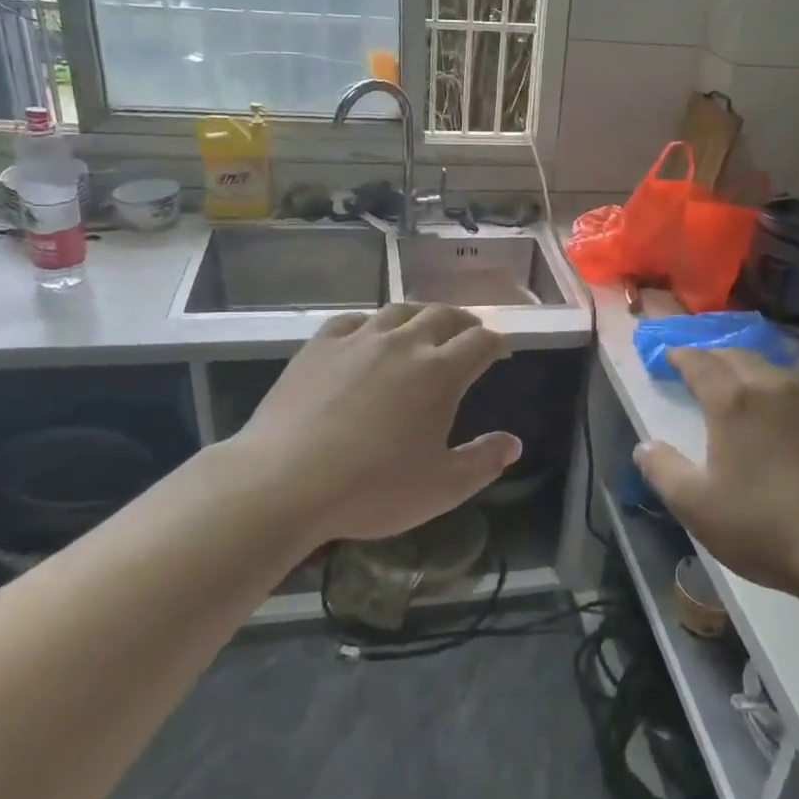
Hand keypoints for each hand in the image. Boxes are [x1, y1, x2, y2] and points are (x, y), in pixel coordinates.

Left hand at [220, 304, 520, 546]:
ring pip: (399, 311)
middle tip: (470, 333)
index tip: (500, 350)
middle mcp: (404, 344)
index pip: (481, 342)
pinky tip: (368, 334)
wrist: (284, 480)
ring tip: (425, 326)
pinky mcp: (319, 346)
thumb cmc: (372, 488)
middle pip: (443, 316)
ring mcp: (358, 339)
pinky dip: (372, 323)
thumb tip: (513, 443)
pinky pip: (353, 320)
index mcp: (440, 372)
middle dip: (464, 322)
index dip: (496, 342)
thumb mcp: (442, 487)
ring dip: (421, 315)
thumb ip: (483, 461)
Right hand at [634, 348, 798, 598]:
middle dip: (711, 357)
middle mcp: (771, 390)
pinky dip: (770, 391)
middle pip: (736, 357)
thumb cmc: (762, 524)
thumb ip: (663, 470)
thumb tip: (645, 447)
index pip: (700, 363)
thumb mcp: (696, 505)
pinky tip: (770, 416)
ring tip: (731, 385)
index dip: (681, 356)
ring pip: (768, 371)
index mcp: (733, 401)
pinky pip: (792, 393)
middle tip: (695, 366)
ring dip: (743, 370)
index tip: (668, 355)